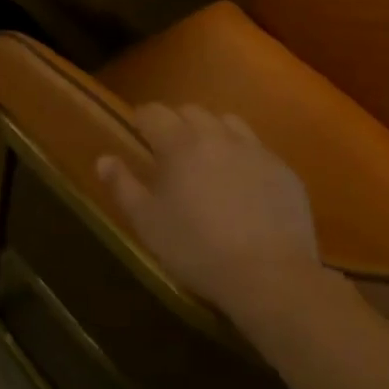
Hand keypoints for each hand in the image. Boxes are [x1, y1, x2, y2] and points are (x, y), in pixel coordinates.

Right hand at [96, 104, 323, 317]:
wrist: (271, 278)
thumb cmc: (197, 249)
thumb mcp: (148, 223)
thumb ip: (122, 186)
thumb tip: (104, 159)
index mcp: (179, 144)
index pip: (154, 113)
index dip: (142, 119)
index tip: (137, 133)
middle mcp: (217, 136)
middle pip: (191, 111)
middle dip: (176, 122)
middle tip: (169, 149)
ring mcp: (255, 151)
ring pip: (227, 122)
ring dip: (211, 131)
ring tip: (207, 158)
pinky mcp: (284, 171)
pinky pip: (257, 148)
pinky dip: (242, 155)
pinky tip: (242, 183)